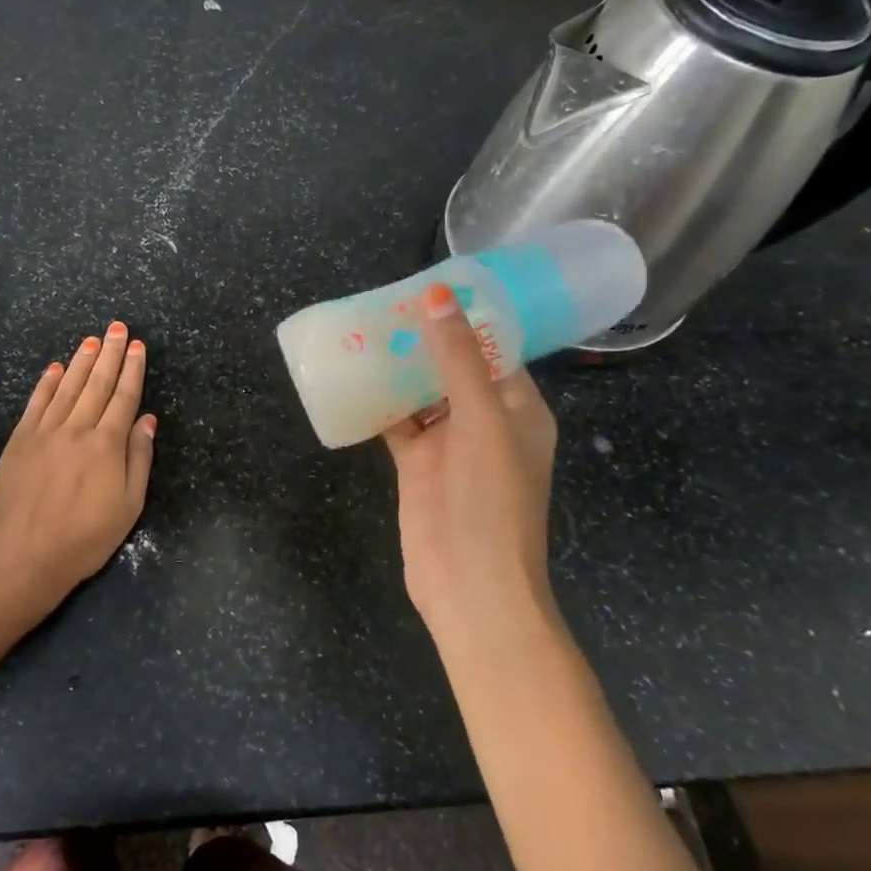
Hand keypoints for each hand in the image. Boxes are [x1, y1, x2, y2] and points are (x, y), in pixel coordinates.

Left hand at [0, 321, 156, 624]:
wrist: (23, 562)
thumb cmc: (84, 540)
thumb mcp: (127, 507)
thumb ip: (138, 459)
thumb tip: (147, 419)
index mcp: (106, 446)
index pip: (123, 397)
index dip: (132, 370)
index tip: (137, 346)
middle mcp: (75, 430)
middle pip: (96, 384)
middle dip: (109, 354)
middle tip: (117, 328)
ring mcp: (43, 434)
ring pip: (66, 388)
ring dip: (80, 362)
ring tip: (92, 340)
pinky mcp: (18, 443)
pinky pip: (35, 404)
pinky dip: (46, 384)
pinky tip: (54, 368)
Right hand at [382, 282, 557, 631]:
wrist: (469, 584)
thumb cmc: (490, 498)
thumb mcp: (481, 420)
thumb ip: (458, 359)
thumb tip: (439, 296)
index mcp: (518, 408)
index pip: (494, 350)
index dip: (465, 319)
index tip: (429, 287)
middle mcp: (486, 421)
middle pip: (452, 368)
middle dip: (423, 340)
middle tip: (384, 304)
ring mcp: (449, 445)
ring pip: (421, 394)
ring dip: (397, 368)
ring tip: (363, 331)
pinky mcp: (418, 465)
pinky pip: (397, 423)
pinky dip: (378, 403)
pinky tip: (352, 378)